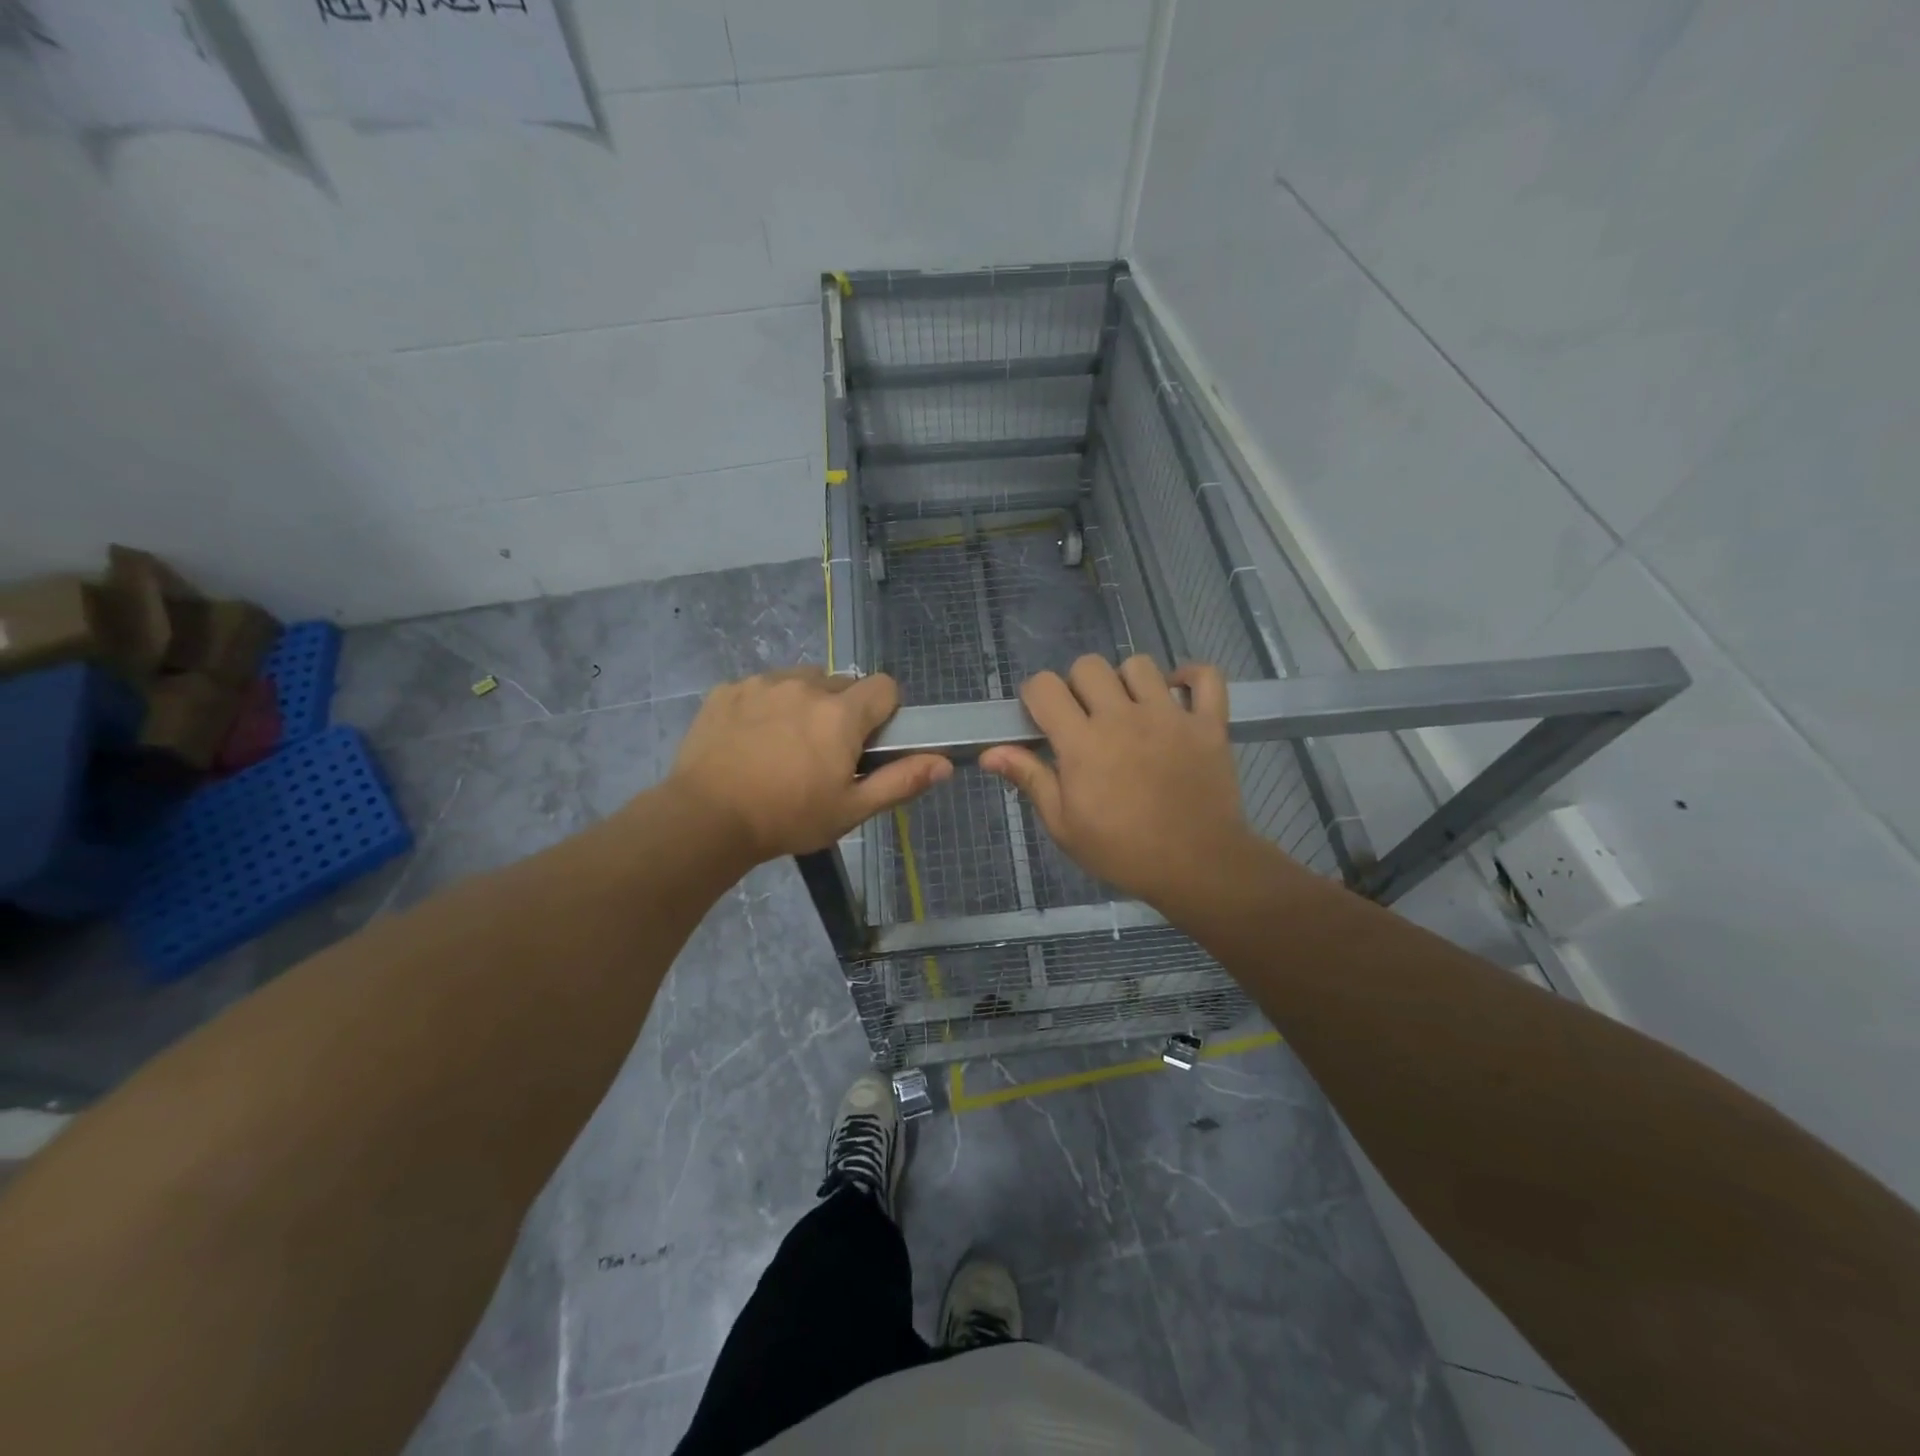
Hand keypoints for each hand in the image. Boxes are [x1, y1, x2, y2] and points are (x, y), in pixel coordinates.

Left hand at [667, 668, 950, 861]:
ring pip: (800, 682)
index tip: (869, 743)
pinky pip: (761, 687)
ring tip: (784, 746)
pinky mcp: (727, 690)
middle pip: (841, 684)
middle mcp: (805, 685)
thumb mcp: (851, 810)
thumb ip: (901, 781)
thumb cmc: (788, 818)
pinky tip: (750, 741)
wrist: (706, 819)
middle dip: (842, 712)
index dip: (885, 712)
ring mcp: (762, 683)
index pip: (885, 687)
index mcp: (841, 714)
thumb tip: (944, 763)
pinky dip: (765, 706)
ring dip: (804, 704)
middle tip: (824, 754)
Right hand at [981, 655, 1272, 911]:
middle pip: (1089, 666)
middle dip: (1078, 686)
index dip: (1036, 696)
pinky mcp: (1208, 723)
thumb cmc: (1122, 851)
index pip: (1045, 686)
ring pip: (1139, 665)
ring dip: (1127, 682)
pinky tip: (1178, 695)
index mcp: (1082, 742)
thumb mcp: (1064, 825)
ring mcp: (1170, 716)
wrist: (1198, 867)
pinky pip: (1206, 677)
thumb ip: (1030, 779)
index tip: (1041, 719)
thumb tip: (990, 753)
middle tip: (1084, 718)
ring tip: (1130, 711)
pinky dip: (1192, 678)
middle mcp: (1123, 717)